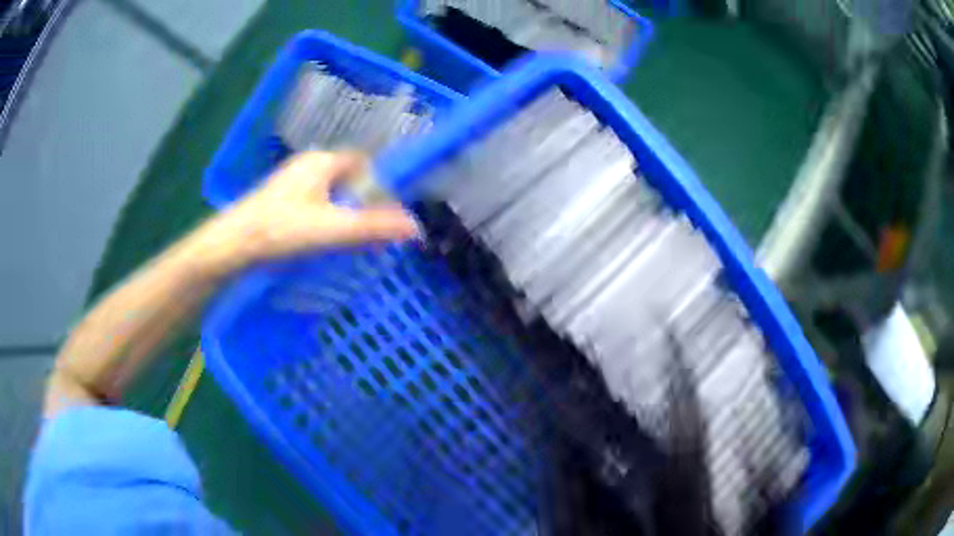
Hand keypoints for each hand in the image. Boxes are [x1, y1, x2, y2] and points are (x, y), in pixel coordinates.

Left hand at [208, 151, 418, 270]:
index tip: (383, 212)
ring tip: (345, 240)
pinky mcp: (278, 200)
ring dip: (341, 212)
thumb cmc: (281, 230)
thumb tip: (415, 227)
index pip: (362, 162)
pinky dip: (322, 218)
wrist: (232, 245)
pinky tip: (318, 242)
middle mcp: (306, 164)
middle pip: (345, 178)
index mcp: (322, 161)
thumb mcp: (333, 229)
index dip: (377, 185)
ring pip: (327, 192)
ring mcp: (290, 181)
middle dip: (360, 202)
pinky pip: (311, 203)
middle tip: (367, 231)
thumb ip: (374, 227)